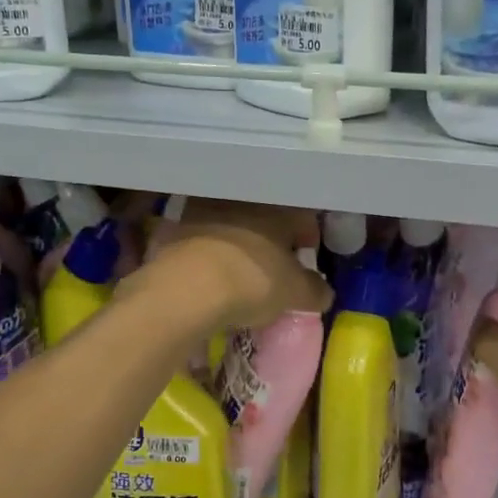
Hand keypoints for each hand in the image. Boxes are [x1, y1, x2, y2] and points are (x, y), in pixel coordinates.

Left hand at [138, 198, 331, 332]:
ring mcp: (204, 215)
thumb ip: (315, 290)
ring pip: (231, 228)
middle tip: (276, 268)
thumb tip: (324, 292)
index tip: (308, 257)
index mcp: (277, 210)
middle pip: (264, 220)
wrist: (187, 288)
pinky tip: (212, 280)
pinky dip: (211, 258)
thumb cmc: (253, 282)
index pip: (301, 217)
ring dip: (238, 247)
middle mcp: (241, 203)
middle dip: (271, 241)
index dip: (308, 238)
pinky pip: (202, 244)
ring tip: (241, 275)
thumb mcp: (295, 293)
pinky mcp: (174, 234)